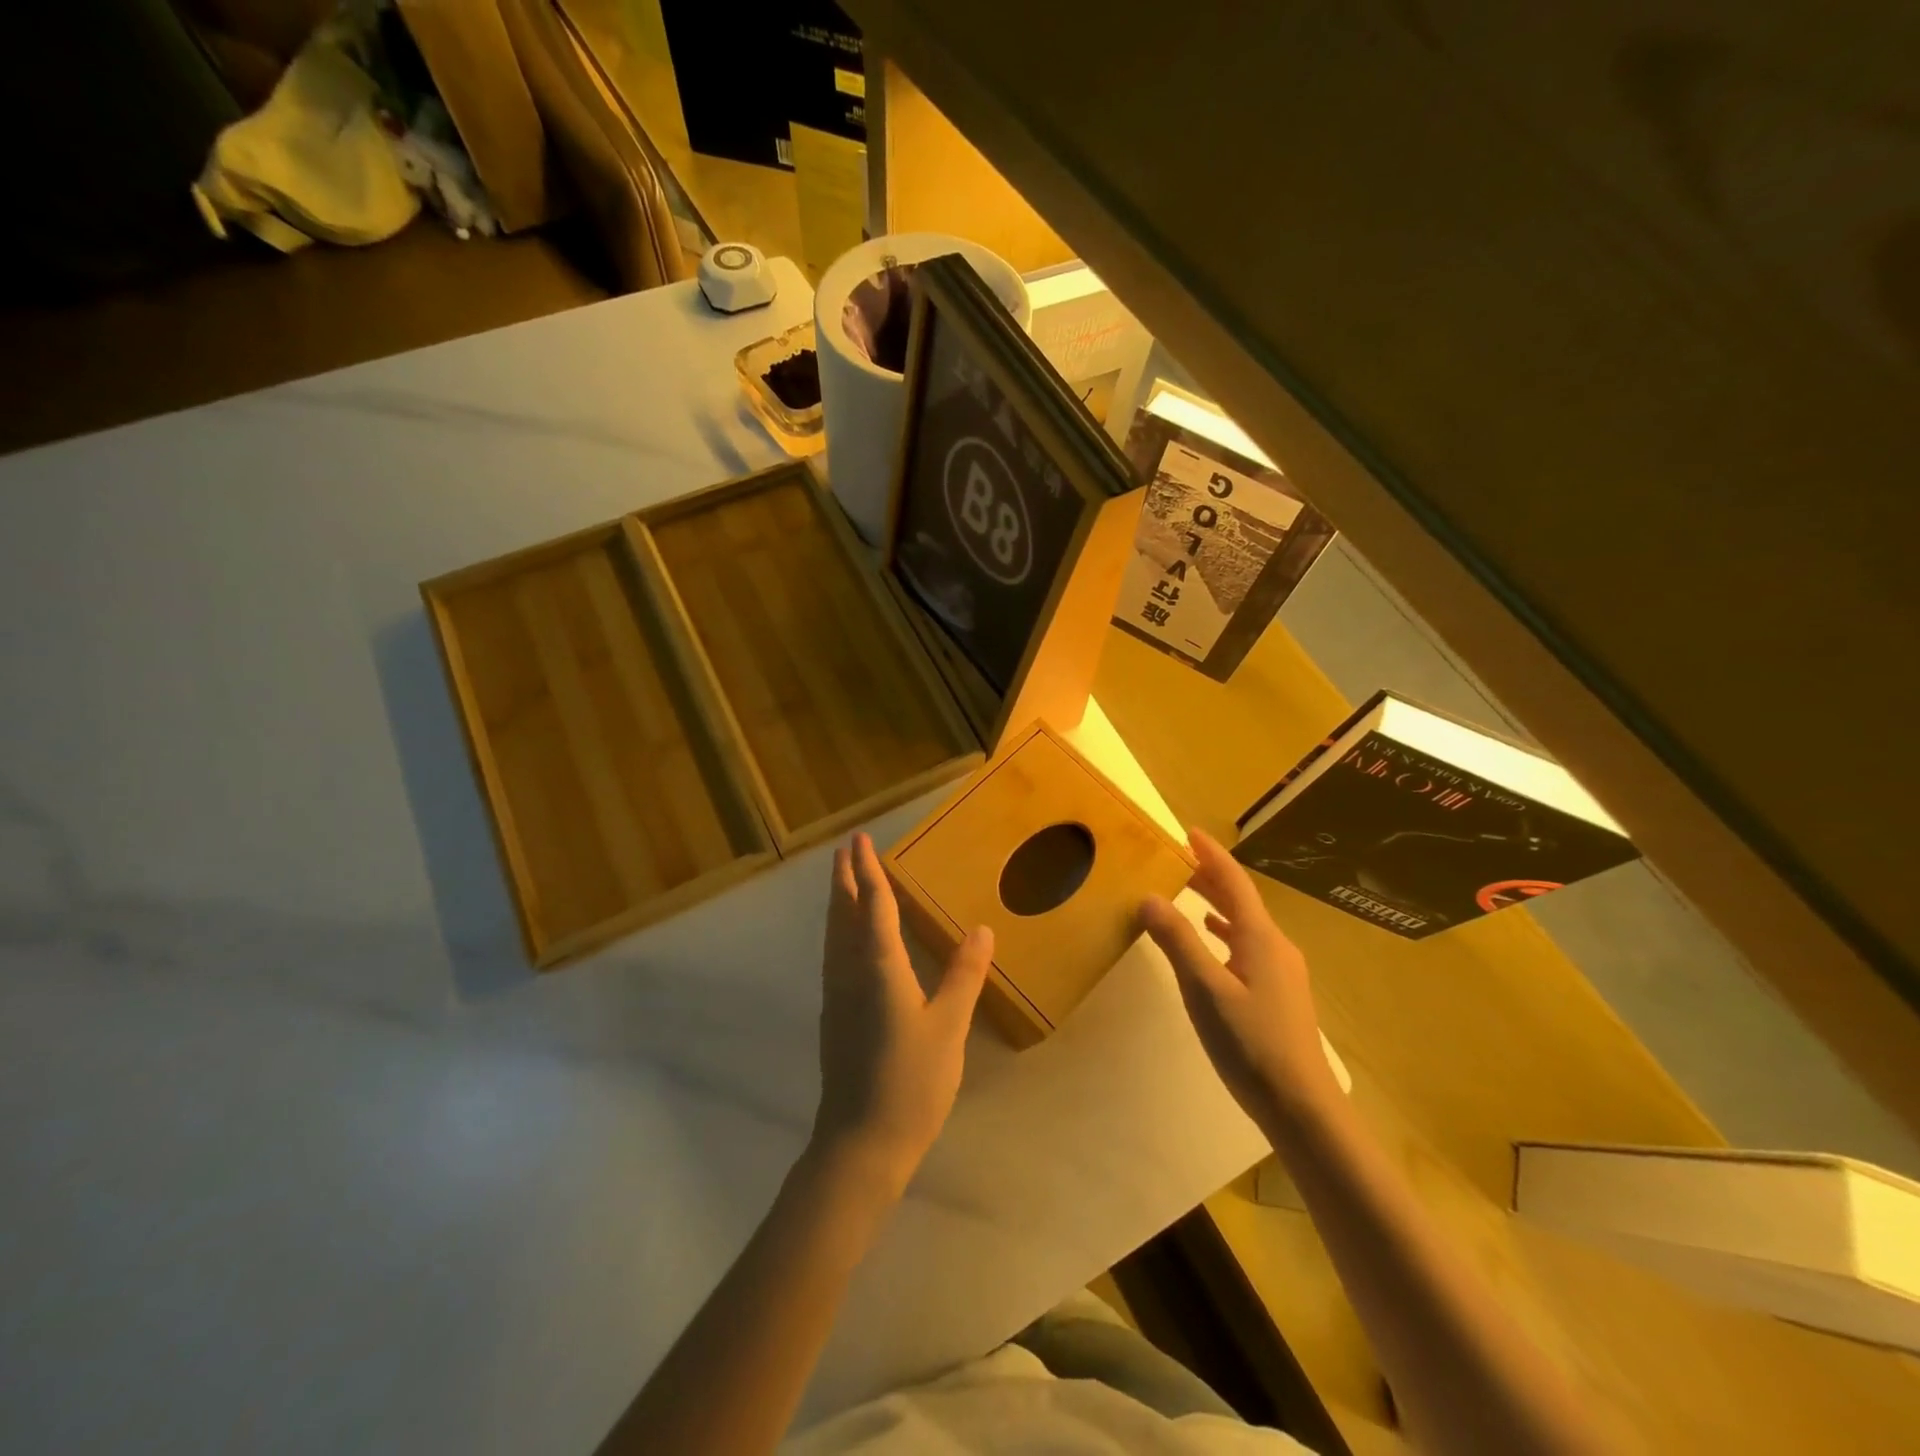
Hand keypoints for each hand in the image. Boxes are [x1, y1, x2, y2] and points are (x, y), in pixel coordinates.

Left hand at [811, 833, 992, 1194]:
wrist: (861, 1142)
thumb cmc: (911, 1081)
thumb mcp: (949, 1026)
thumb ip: (963, 975)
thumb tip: (981, 930)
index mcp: (878, 967)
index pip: (872, 905)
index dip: (867, 871)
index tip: (860, 840)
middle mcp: (849, 972)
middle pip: (842, 914)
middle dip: (844, 879)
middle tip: (845, 849)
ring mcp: (836, 996)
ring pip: (833, 935)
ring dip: (837, 903)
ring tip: (842, 883)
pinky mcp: (833, 1016)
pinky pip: (833, 956)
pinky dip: (839, 931)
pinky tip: (847, 941)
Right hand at [1140, 827, 1335, 1129]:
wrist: (1301, 1106)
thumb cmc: (1251, 1043)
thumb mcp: (1205, 989)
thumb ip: (1177, 941)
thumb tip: (1149, 896)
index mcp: (1261, 938)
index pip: (1235, 882)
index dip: (1211, 855)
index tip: (1189, 832)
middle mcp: (1276, 947)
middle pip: (1241, 900)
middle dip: (1211, 877)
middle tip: (1178, 860)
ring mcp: (1281, 972)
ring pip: (1245, 925)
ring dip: (1217, 905)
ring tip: (1189, 893)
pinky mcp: (1279, 995)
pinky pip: (1248, 947)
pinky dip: (1225, 934)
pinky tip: (1213, 945)